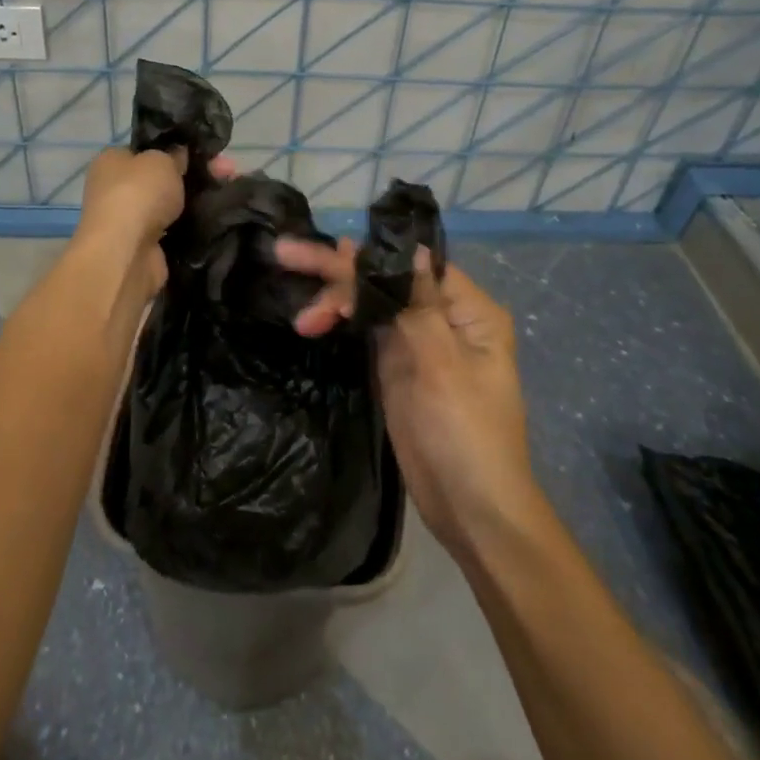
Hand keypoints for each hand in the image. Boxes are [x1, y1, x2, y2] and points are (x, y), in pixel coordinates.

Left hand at [76, 146, 234, 297]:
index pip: (148, 151)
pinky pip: (177, 229)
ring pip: (173, 204)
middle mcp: (117, 190)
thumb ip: (174, 156)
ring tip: (231, 193)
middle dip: (198, 174)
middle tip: (228, 170)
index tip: (206, 153)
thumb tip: (180, 156)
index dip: (178, 149)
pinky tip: (220, 217)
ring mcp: (132, 221)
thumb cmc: (137, 194)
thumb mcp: (161, 160)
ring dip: (199, 200)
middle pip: (165, 177)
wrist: (126, 253)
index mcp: (112, 161)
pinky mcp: (147, 247)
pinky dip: (195, 225)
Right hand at [275, 236, 537, 554]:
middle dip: (339, 272)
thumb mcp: (444, 364)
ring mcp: (417, 342)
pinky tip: (313, 317)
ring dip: (334, 302)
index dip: (371, 257)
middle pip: (386, 281)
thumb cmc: (467, 434)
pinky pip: (364, 330)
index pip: (413, 266)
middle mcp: (443, 317)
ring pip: (370, 303)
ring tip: (302, 317)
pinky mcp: (395, 366)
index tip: (329, 252)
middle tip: (287, 253)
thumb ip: (418, 304)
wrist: (472, 511)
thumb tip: (408, 248)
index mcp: (468, 310)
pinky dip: (340, 322)